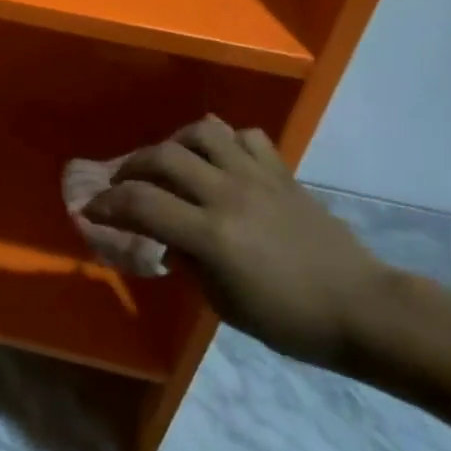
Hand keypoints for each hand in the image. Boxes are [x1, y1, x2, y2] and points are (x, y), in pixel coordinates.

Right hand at [82, 118, 397, 365]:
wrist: (359, 307)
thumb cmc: (288, 319)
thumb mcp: (223, 302)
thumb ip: (188, 261)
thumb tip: (167, 238)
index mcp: (211, 234)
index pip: (141, 204)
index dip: (107, 205)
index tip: (90, 210)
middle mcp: (228, 194)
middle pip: (163, 156)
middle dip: (130, 167)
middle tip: (121, 184)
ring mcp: (257, 177)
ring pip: (204, 131)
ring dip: (175, 141)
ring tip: (168, 161)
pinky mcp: (282, 172)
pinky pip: (246, 137)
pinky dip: (225, 141)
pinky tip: (220, 160)